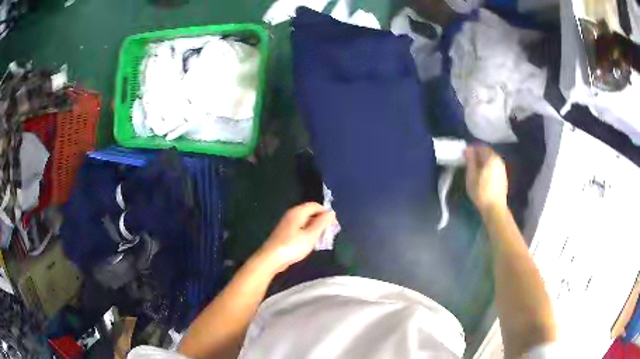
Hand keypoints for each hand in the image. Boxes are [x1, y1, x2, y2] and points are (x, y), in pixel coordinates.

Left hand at [258, 203, 336, 272]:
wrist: (271, 259)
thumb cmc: (292, 247)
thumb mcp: (311, 235)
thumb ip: (322, 223)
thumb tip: (331, 212)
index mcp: (298, 212)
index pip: (316, 205)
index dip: (326, 213)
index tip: (334, 226)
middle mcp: (292, 214)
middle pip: (311, 213)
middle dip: (322, 222)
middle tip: (329, 235)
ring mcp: (287, 224)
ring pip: (306, 222)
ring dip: (315, 229)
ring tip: (322, 241)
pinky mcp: (285, 233)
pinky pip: (301, 229)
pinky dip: (308, 234)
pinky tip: (310, 244)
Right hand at [464, 145, 507, 214]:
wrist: (494, 208)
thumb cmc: (480, 191)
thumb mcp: (471, 175)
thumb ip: (470, 160)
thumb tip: (468, 149)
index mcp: (491, 157)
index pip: (480, 147)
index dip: (471, 150)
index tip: (463, 155)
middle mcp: (499, 160)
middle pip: (487, 153)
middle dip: (477, 156)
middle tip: (468, 163)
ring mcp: (502, 169)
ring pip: (491, 161)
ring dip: (482, 162)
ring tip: (474, 170)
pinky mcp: (503, 178)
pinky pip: (494, 168)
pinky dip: (487, 168)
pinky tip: (482, 177)